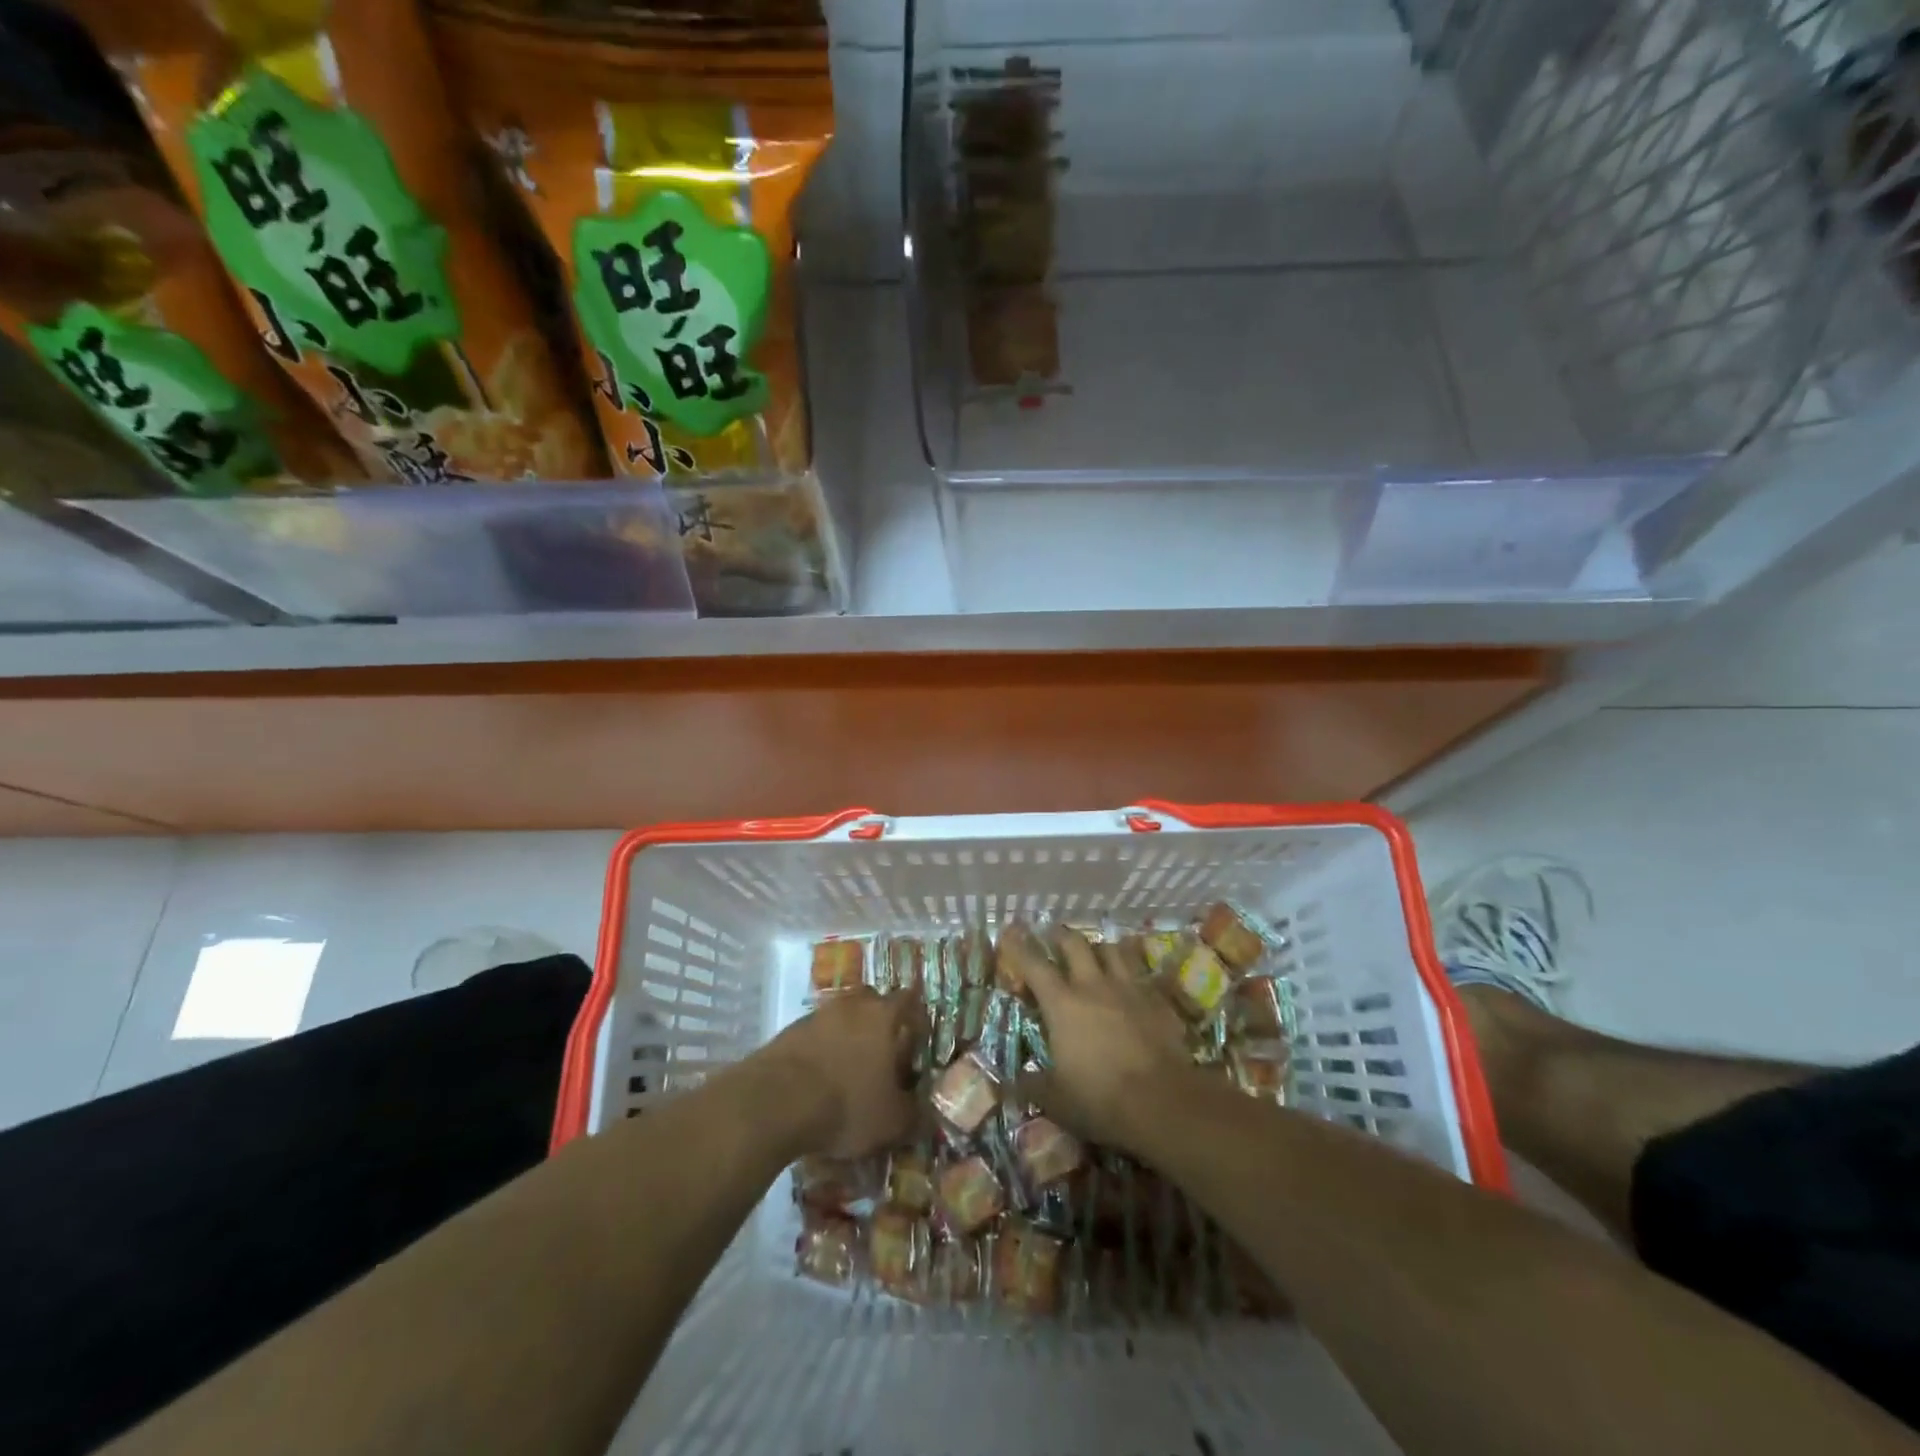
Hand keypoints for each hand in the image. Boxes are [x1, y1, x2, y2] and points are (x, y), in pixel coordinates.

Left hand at [758, 988, 926, 1157]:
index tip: (917, 1040)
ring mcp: (818, 1014)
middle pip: (871, 1002)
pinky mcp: (789, 1031)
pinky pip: (815, 1034)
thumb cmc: (847, 1104)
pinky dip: (821, 1050)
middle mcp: (852, 1005)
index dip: (915, 1018)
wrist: (776, 1102)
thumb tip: (925, 1113)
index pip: (908, 1000)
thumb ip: (914, 1115)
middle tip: (882, 1053)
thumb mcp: (892, 1121)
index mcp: (883, 1015)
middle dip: (878, 1023)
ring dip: (847, 1036)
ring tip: (848, 1071)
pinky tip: (818, 1079)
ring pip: (841, 1017)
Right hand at [1000, 924, 1191, 1149]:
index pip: (1034, 964)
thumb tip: (1008, 1082)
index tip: (1011, 932)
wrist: (1163, 1101)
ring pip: (1112, 949)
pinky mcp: (1157, 999)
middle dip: (1060, 936)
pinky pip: (1141, 973)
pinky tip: (1131, 983)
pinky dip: (1131, 972)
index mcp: (1062, 1004)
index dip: (1019, 946)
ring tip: (1095, 953)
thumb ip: (1030, 1085)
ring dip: (1099, 948)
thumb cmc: (1101, 1099)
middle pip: (1074, 944)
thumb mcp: (1055, 1100)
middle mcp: (1093, 985)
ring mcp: (1129, 988)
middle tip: (1053, 937)